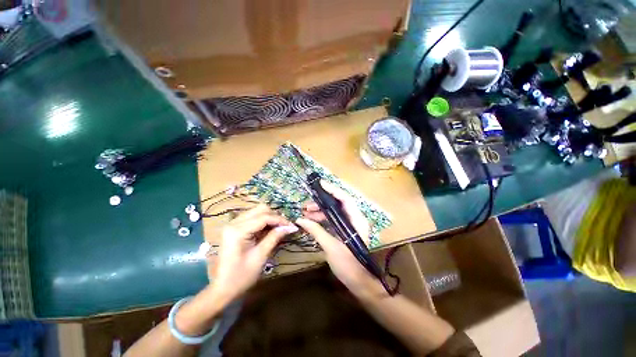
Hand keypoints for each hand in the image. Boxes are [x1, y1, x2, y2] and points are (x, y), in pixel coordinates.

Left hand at [211, 205, 297, 301]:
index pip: (264, 217)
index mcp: (238, 230)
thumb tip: (289, 227)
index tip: (292, 226)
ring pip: (257, 212)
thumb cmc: (241, 276)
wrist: (222, 288)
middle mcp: (234, 223)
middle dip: (275, 216)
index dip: (280, 220)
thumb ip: (274, 237)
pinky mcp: (234, 228)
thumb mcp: (260, 256)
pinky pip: (252, 218)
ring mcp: (233, 224)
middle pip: (260, 210)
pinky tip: (269, 230)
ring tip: (279, 228)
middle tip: (285, 227)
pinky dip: (263, 221)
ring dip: (270, 218)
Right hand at [295, 180, 377, 294]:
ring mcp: (350, 224)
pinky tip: (312, 221)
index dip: (333, 190)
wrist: (359, 282)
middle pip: (338, 204)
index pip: (345, 199)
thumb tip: (300, 220)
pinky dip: (323, 219)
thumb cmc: (348, 265)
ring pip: (334, 212)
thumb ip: (316, 230)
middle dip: (322, 203)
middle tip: (307, 205)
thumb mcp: (330, 247)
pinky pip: (333, 220)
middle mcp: (355, 219)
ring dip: (320, 211)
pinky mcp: (345, 230)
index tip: (320, 184)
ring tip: (306, 213)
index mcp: (356, 220)